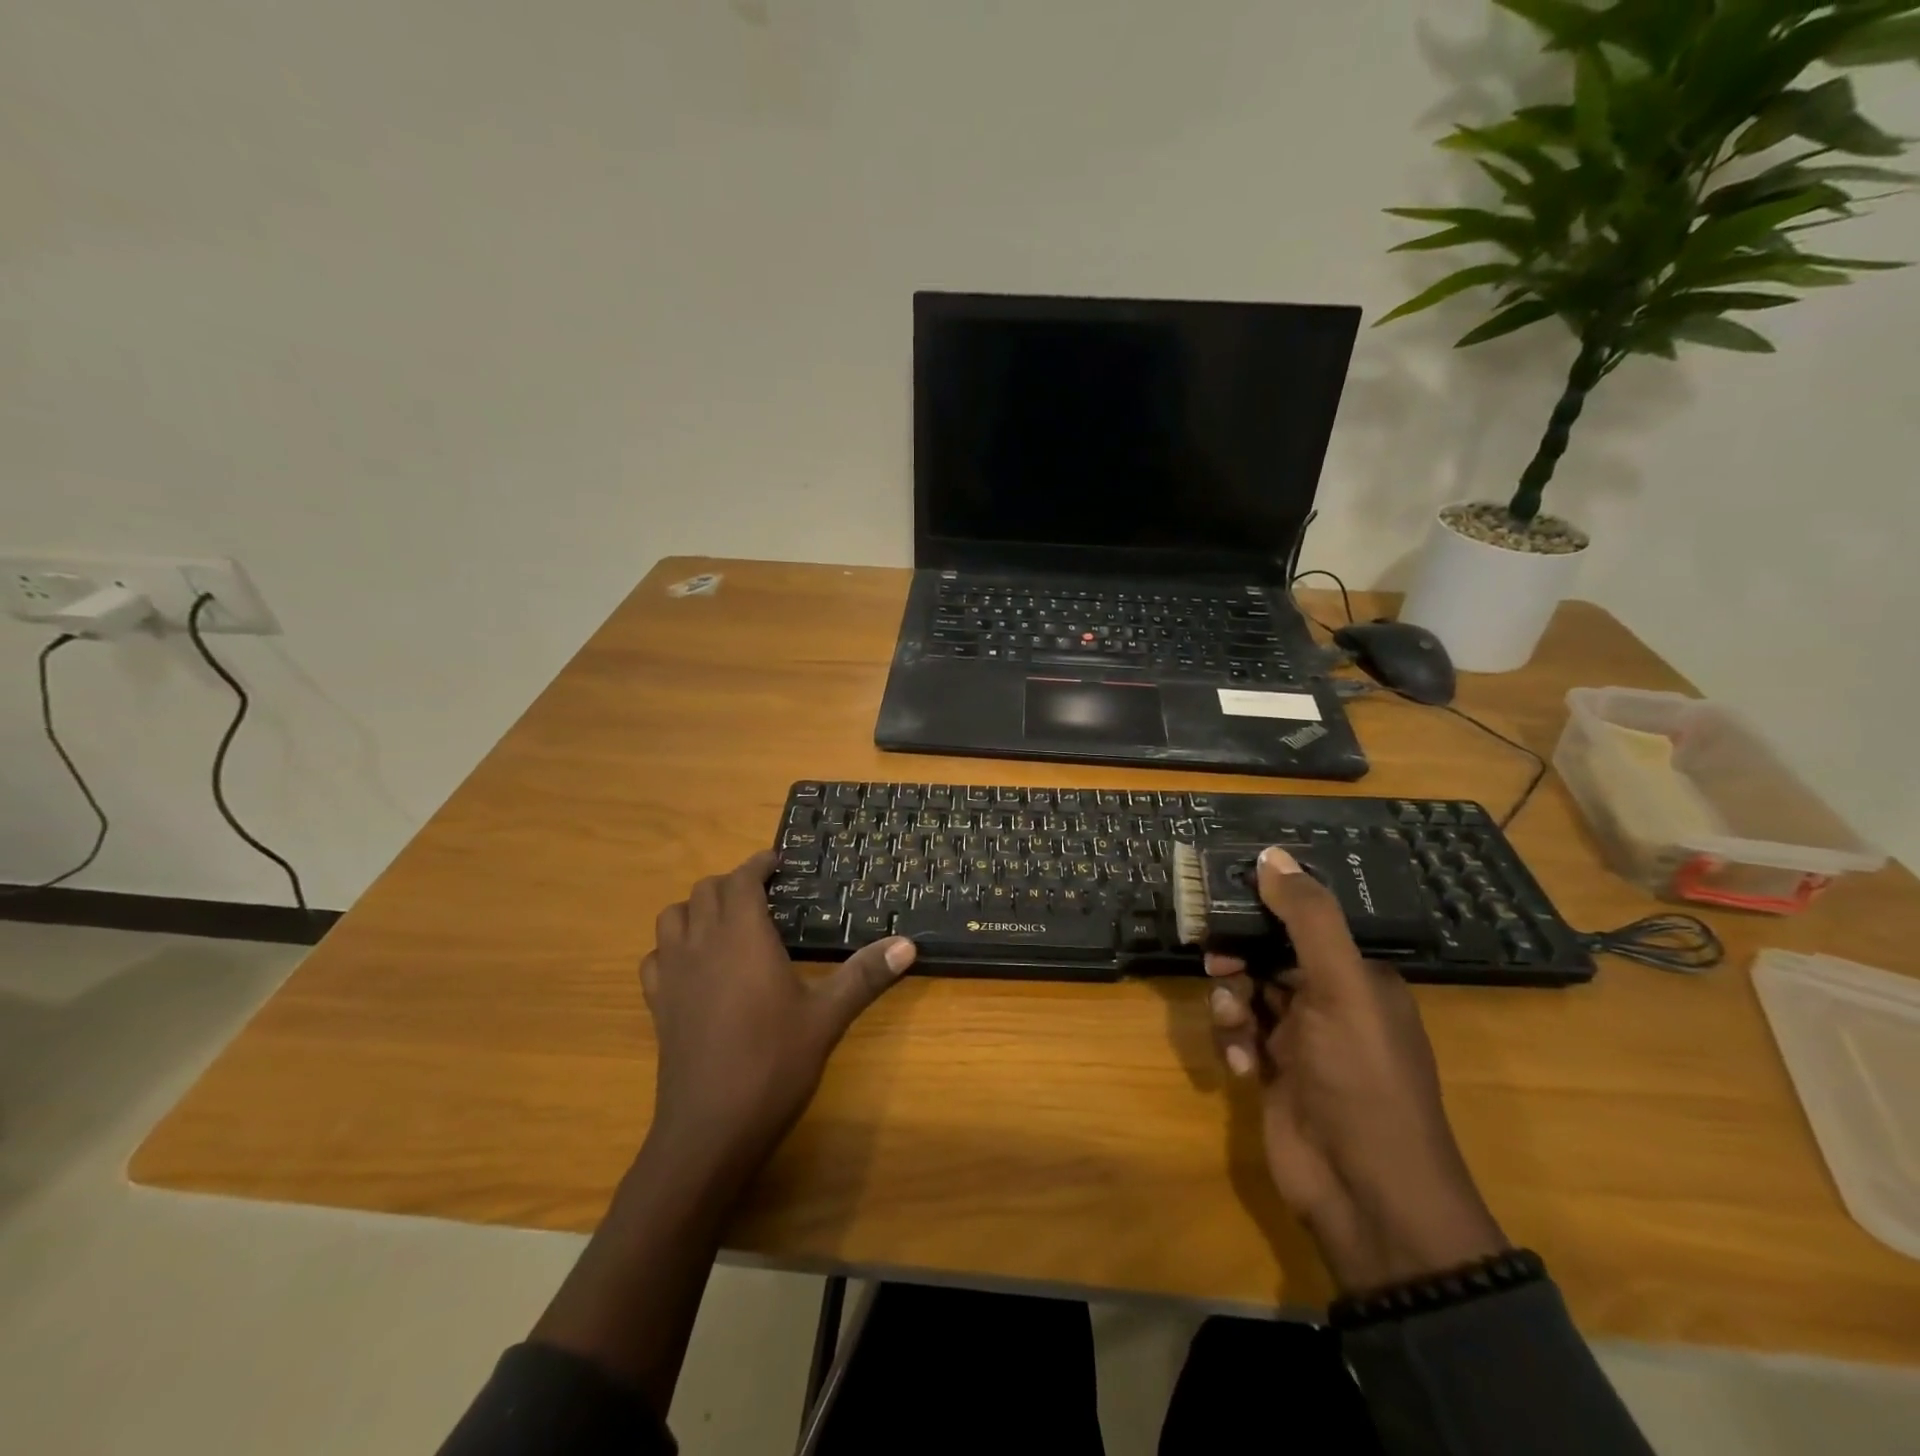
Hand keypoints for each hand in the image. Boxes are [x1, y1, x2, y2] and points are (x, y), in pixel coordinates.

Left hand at [640, 851, 916, 1187]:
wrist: (710, 1128)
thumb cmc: (773, 1063)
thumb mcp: (827, 1017)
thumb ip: (865, 975)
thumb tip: (909, 944)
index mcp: (743, 936)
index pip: (741, 879)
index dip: (758, 865)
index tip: (777, 863)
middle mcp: (702, 943)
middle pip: (706, 891)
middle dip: (733, 883)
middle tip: (763, 895)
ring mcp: (673, 974)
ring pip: (672, 917)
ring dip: (697, 908)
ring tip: (727, 922)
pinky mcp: (657, 1004)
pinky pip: (655, 957)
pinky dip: (672, 946)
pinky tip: (694, 966)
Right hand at [1207, 846, 1506, 1294]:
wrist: (1367, 1196)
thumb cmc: (1362, 1080)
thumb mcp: (1340, 989)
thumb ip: (1308, 919)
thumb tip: (1273, 854)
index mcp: (1359, 978)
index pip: (1304, 923)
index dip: (1263, 908)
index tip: (1222, 898)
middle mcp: (1330, 1004)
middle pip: (1267, 956)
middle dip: (1238, 958)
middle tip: (1214, 962)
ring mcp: (1301, 1042)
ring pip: (1247, 995)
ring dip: (1232, 1004)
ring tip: (1234, 1026)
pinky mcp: (1275, 1075)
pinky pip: (1240, 1037)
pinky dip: (1233, 1045)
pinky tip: (1241, 1068)